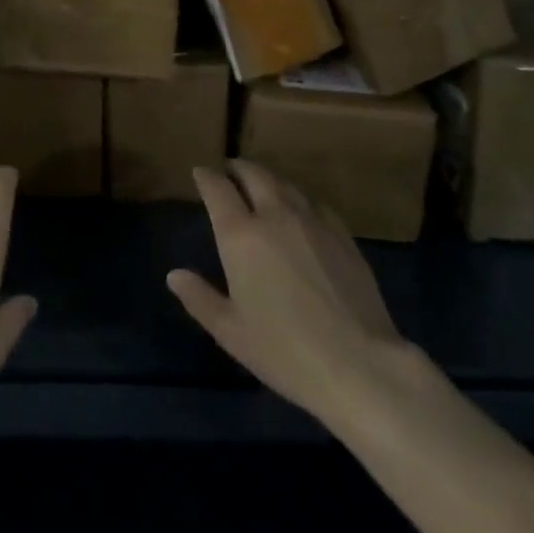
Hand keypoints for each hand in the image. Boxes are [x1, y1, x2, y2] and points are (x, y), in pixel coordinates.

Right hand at [168, 160, 409, 425]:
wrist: (359, 365)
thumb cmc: (285, 351)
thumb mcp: (231, 332)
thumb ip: (200, 298)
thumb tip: (174, 275)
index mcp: (240, 235)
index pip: (217, 188)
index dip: (206, 177)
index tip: (200, 173)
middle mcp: (274, 215)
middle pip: (253, 174)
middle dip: (237, 168)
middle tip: (229, 172)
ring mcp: (311, 220)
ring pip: (284, 183)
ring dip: (267, 179)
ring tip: (261, 186)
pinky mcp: (342, 234)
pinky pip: (313, 202)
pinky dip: (298, 198)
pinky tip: (300, 211)